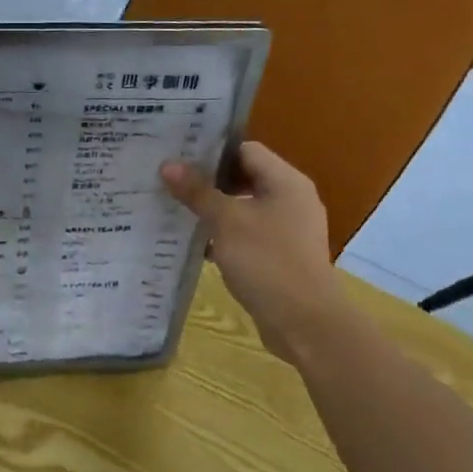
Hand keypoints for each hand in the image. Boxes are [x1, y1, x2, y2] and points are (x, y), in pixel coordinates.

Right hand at [161, 142, 335, 361]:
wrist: (303, 321)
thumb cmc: (266, 261)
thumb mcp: (226, 222)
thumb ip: (198, 192)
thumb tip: (168, 165)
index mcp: (286, 182)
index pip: (246, 151)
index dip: (212, 152)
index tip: (179, 157)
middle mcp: (292, 200)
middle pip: (245, 179)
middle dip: (209, 182)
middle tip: (171, 183)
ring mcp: (288, 230)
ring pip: (244, 209)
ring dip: (214, 211)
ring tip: (176, 211)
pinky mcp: (281, 257)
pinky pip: (248, 236)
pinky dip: (224, 237)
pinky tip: (197, 246)